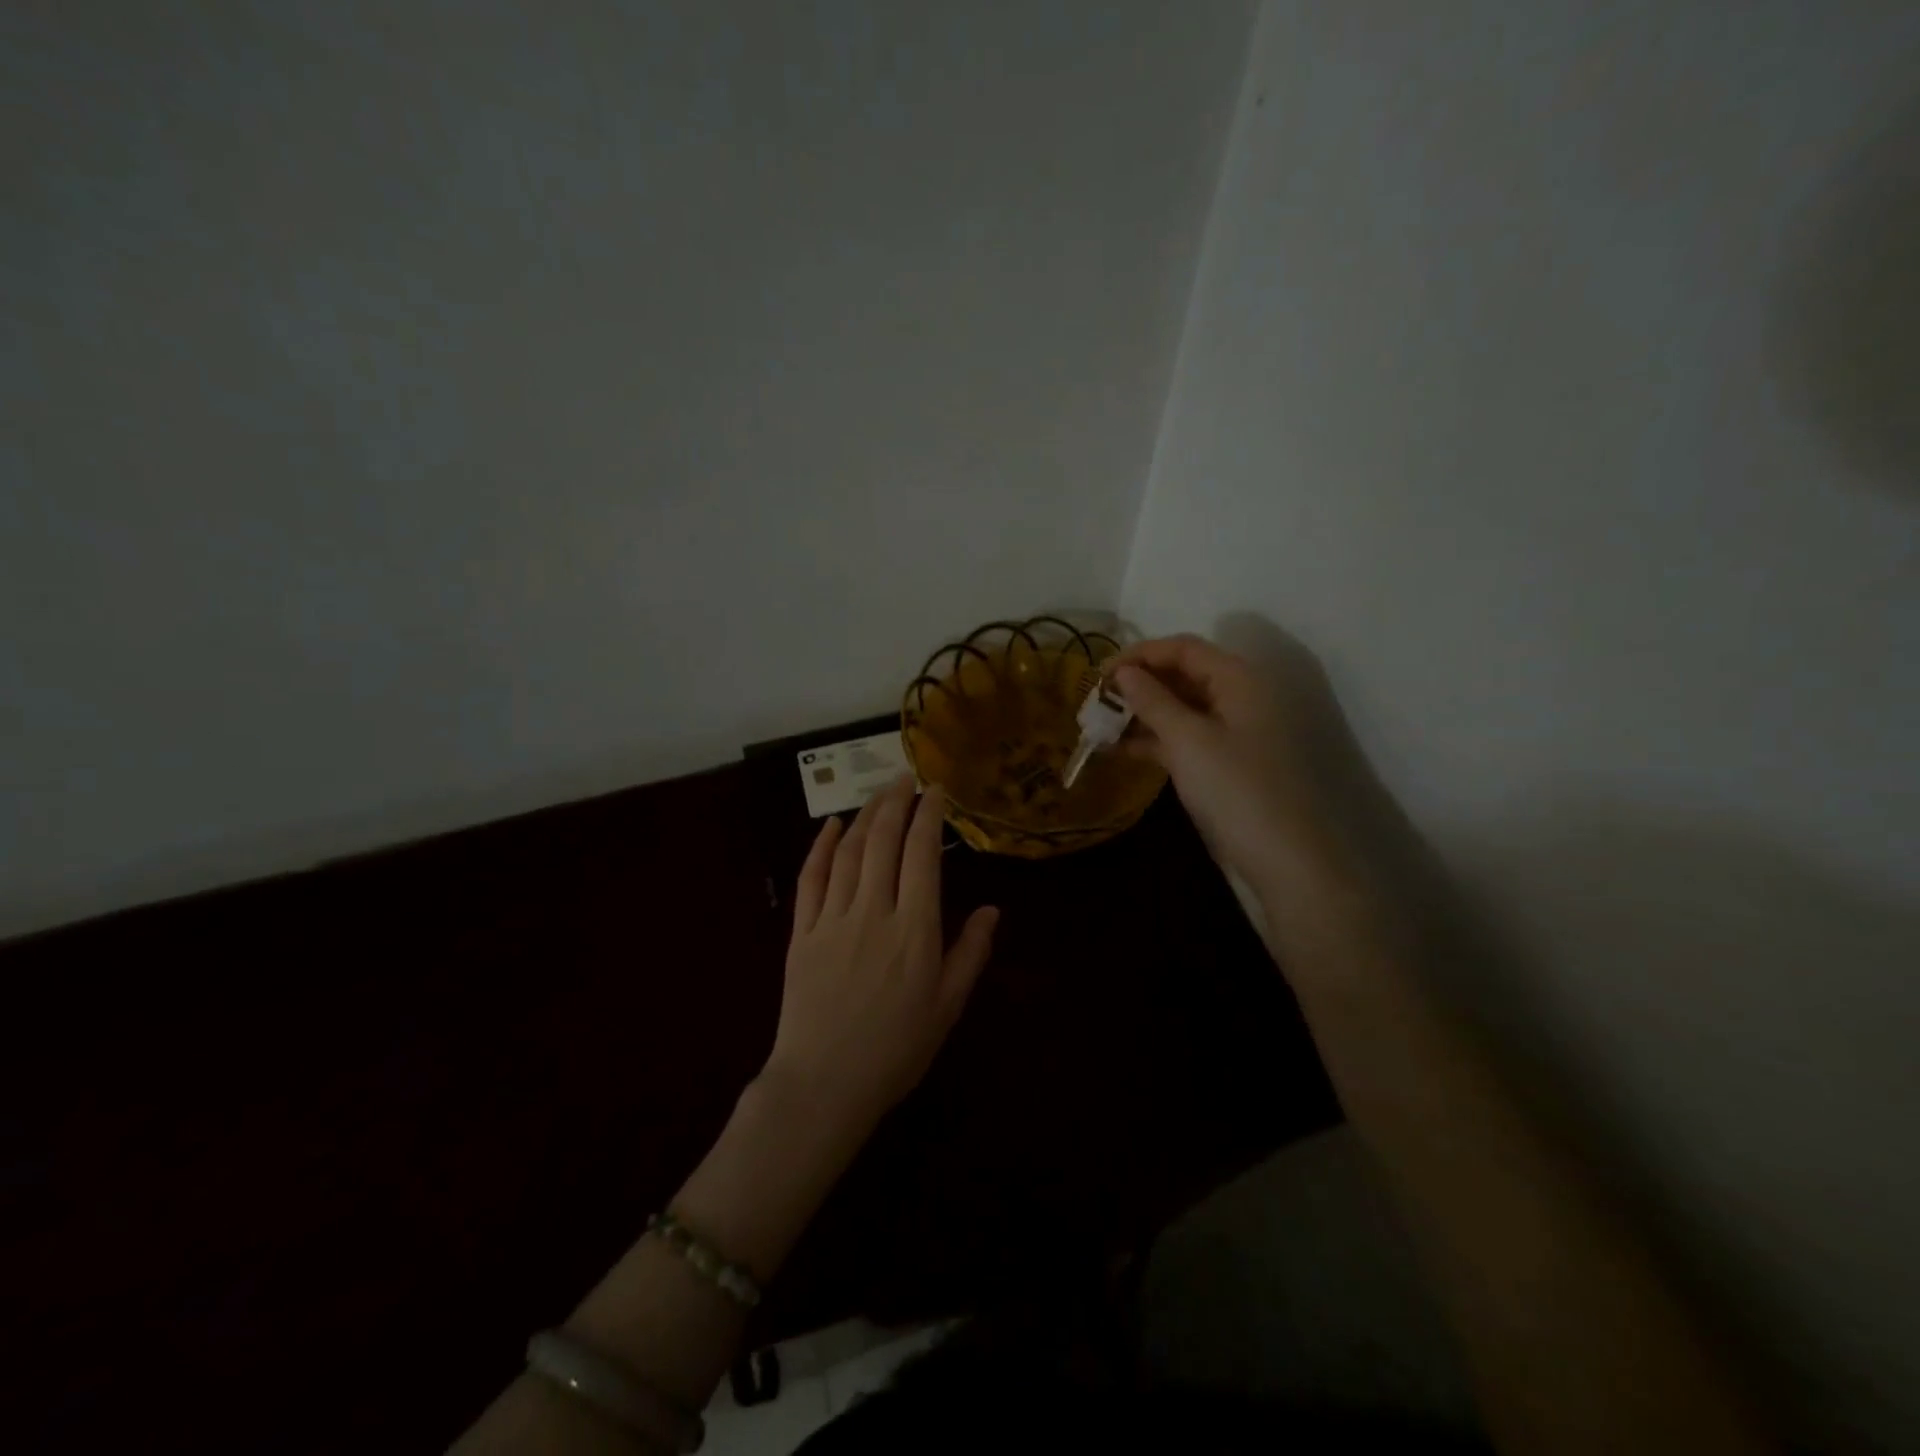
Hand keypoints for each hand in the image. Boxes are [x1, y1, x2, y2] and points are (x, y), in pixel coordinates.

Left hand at [763, 775, 997, 1137]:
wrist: (824, 1085)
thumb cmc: (895, 1050)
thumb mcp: (947, 1007)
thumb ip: (970, 953)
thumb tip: (993, 909)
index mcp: (914, 930)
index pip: (922, 854)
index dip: (929, 815)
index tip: (936, 791)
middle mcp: (873, 912)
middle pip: (883, 840)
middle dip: (896, 802)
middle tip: (906, 777)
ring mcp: (832, 918)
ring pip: (849, 851)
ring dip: (864, 816)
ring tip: (879, 794)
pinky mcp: (801, 932)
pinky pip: (810, 878)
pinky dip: (820, 846)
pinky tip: (830, 825)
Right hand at [1111, 632, 1393, 904]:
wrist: (1281, 857)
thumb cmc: (1234, 788)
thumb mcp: (1187, 739)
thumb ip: (1153, 700)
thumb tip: (1124, 672)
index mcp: (1237, 679)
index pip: (1183, 649)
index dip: (1140, 654)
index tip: (1099, 674)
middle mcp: (1236, 697)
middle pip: (1181, 675)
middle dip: (1137, 684)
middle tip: (1096, 701)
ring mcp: (1230, 732)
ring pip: (1178, 708)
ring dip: (1140, 713)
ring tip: (1099, 726)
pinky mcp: (1222, 762)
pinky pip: (1182, 738)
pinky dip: (1152, 739)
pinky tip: (1119, 750)